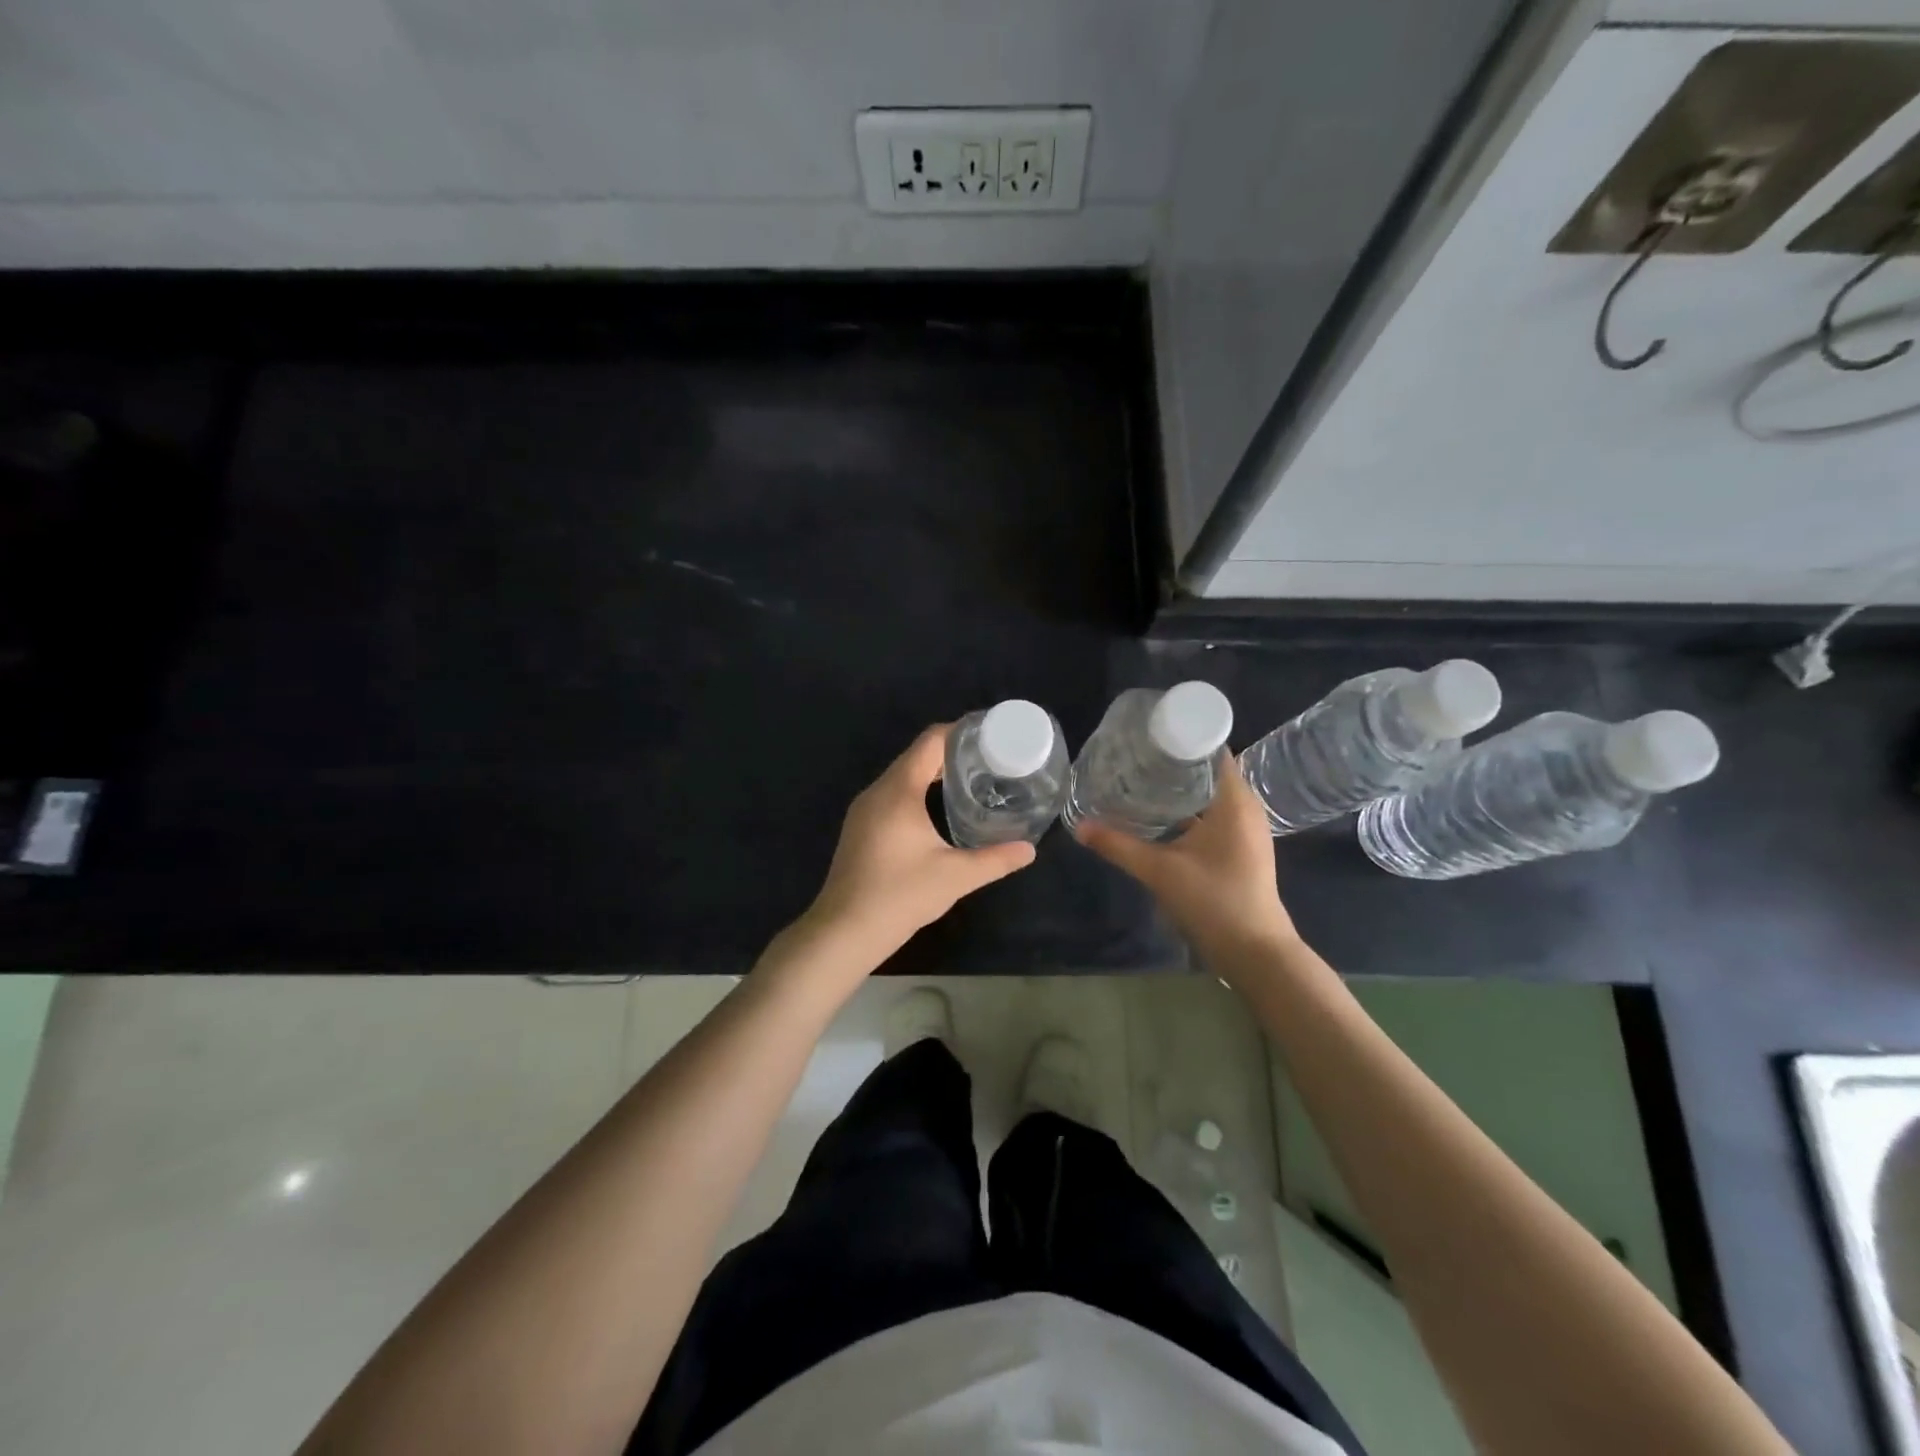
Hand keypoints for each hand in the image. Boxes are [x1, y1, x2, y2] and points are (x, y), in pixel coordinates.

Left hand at [801, 724, 1036, 965]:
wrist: (844, 931)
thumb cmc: (900, 895)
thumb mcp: (956, 877)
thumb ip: (996, 860)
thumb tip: (1029, 850)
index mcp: (898, 790)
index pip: (930, 742)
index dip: (960, 731)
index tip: (990, 735)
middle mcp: (877, 791)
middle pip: (916, 755)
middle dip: (952, 752)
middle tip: (990, 759)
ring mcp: (864, 809)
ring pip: (902, 776)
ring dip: (933, 772)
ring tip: (970, 779)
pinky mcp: (860, 827)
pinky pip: (892, 794)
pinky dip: (917, 790)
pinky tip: (938, 808)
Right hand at [1074, 758, 1296, 964]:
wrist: (1254, 953)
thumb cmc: (1214, 902)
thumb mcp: (1160, 871)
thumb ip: (1118, 846)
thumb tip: (1078, 826)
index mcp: (1234, 802)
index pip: (1212, 750)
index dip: (1181, 737)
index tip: (1147, 734)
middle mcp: (1244, 808)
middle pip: (1208, 770)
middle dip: (1173, 762)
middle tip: (1134, 755)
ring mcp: (1245, 830)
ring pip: (1210, 795)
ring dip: (1180, 787)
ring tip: (1140, 779)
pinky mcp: (1240, 848)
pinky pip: (1213, 815)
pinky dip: (1188, 810)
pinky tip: (1158, 816)